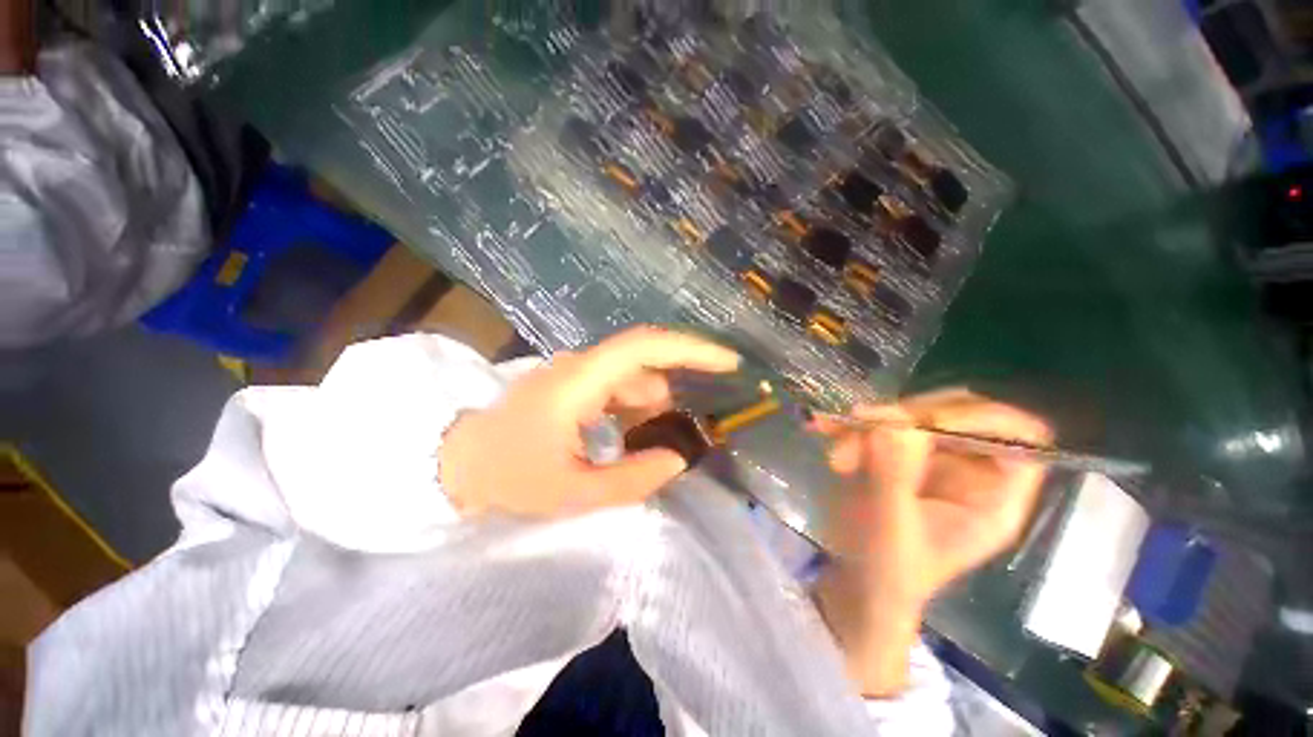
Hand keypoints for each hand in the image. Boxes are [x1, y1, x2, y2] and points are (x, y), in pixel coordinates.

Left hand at [439, 326, 738, 517]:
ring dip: (653, 406)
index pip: (645, 346)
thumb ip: (632, 479)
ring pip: (633, 378)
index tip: (729, 362)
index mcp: (580, 381)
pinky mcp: (572, 384)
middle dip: (677, 389)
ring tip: (657, 444)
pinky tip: (633, 437)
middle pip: (645, 362)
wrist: (456, 464)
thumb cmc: (507, 477)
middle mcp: (581, 366)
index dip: (691, 349)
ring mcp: (575, 373)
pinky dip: (635, 409)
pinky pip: (618, 388)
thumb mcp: (572, 492)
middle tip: (696, 425)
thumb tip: (679, 457)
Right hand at [811, 389, 1051, 696]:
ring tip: (837, 457)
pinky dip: (852, 424)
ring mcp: (932, 459)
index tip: (926, 423)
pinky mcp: (899, 453)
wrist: (857, 582)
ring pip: (911, 415)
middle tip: (865, 430)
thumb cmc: (885, 571)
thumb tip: (895, 423)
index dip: (979, 419)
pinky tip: (825, 430)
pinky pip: (879, 422)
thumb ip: (895, 475)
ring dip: (869, 425)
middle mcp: (970, 470)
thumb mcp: (891, 528)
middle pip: (958, 412)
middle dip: (907, 418)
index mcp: (993, 496)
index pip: (1018, 435)